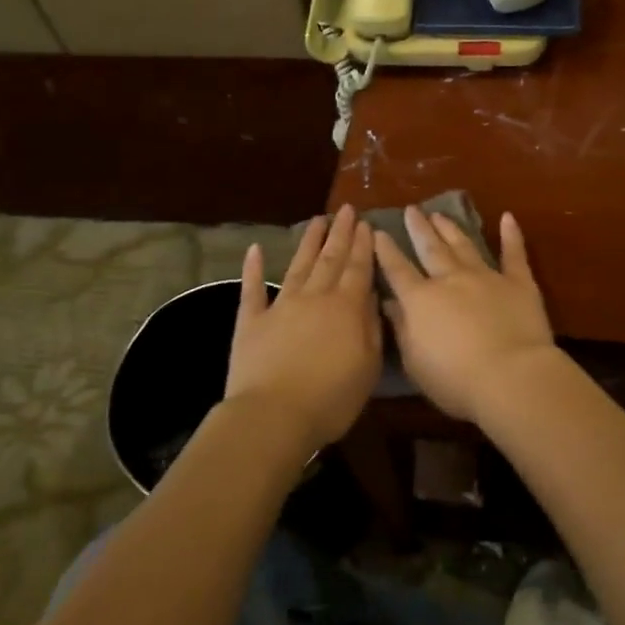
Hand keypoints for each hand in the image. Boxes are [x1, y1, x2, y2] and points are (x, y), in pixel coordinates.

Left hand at [226, 205, 380, 449]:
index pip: (358, 268)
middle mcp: (315, 297)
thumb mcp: (368, 367)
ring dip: (308, 242)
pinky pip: (252, 289)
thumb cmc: (331, 398)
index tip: (366, 223)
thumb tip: (372, 297)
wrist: (273, 415)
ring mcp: (281, 306)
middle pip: (330, 259)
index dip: (363, 245)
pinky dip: (253, 269)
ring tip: (317, 220)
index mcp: (346, 308)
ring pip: (298, 265)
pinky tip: (255, 249)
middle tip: (346, 210)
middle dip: (340, 233)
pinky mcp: (251, 321)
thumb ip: (372, 329)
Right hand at [373, 207, 555, 423]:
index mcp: (421, 300)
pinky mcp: (518, 282)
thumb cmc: (456, 380)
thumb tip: (390, 303)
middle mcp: (451, 280)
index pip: (398, 270)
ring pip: (464, 246)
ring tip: (440, 214)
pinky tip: (507, 217)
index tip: (378, 231)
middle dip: (419, 229)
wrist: (510, 376)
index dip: (386, 251)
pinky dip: (511, 235)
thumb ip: (402, 329)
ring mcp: (486, 277)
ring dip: (451, 228)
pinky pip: (514, 254)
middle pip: (431, 249)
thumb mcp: (415, 362)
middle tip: (412, 210)